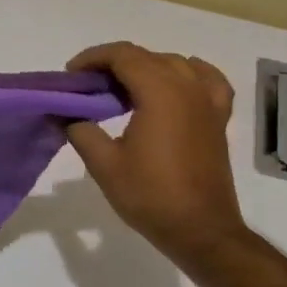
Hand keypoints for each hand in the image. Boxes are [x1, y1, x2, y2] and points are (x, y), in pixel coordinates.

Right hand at [65, 42, 249, 264]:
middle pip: (147, 56)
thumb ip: (81, 130)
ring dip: (145, 67)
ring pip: (174, 64)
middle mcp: (187, 88)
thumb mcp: (103, 164)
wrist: (200, 230)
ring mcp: (207, 102)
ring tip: (121, 88)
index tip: (71, 75)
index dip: (93, 58)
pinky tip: (176, 83)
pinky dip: (188, 74)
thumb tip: (68, 115)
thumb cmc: (150, 195)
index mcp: (160, 93)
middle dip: (113, 63)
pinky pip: (207, 80)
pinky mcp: (218, 119)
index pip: (123, 56)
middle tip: (86, 85)